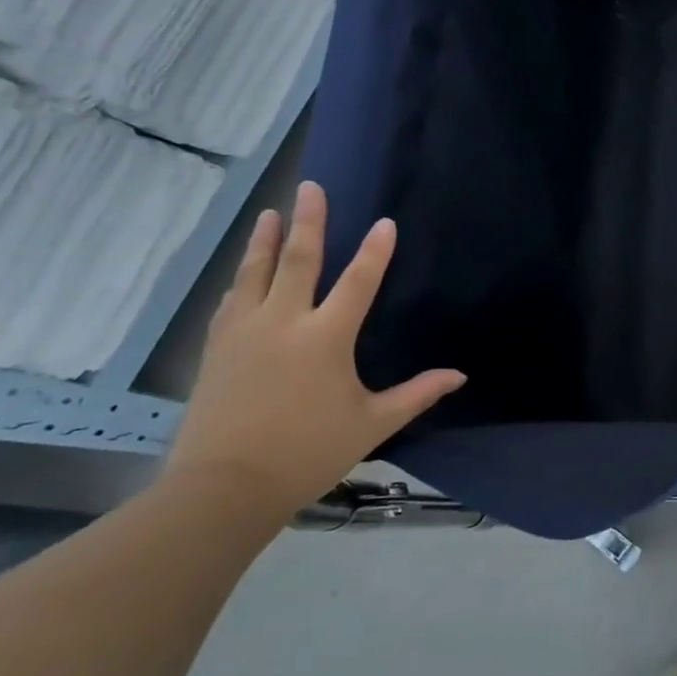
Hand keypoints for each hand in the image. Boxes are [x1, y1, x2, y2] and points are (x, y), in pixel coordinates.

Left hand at [166, 181, 465, 520]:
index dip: (374, 252)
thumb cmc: (308, 452)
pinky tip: (242, 273)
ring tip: (270, 212)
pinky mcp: (217, 349)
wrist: (223, 488)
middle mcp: (283, 323)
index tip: (384, 222)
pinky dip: (241, 279)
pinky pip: (231, 302)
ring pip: (254, 274)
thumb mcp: (372, 424)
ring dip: (264, 240)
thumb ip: (416, 394)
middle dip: (307, 222)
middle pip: (297, 261)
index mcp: (325, 339)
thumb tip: (459, 376)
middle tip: (311, 188)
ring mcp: (243, 333)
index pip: (357, 283)